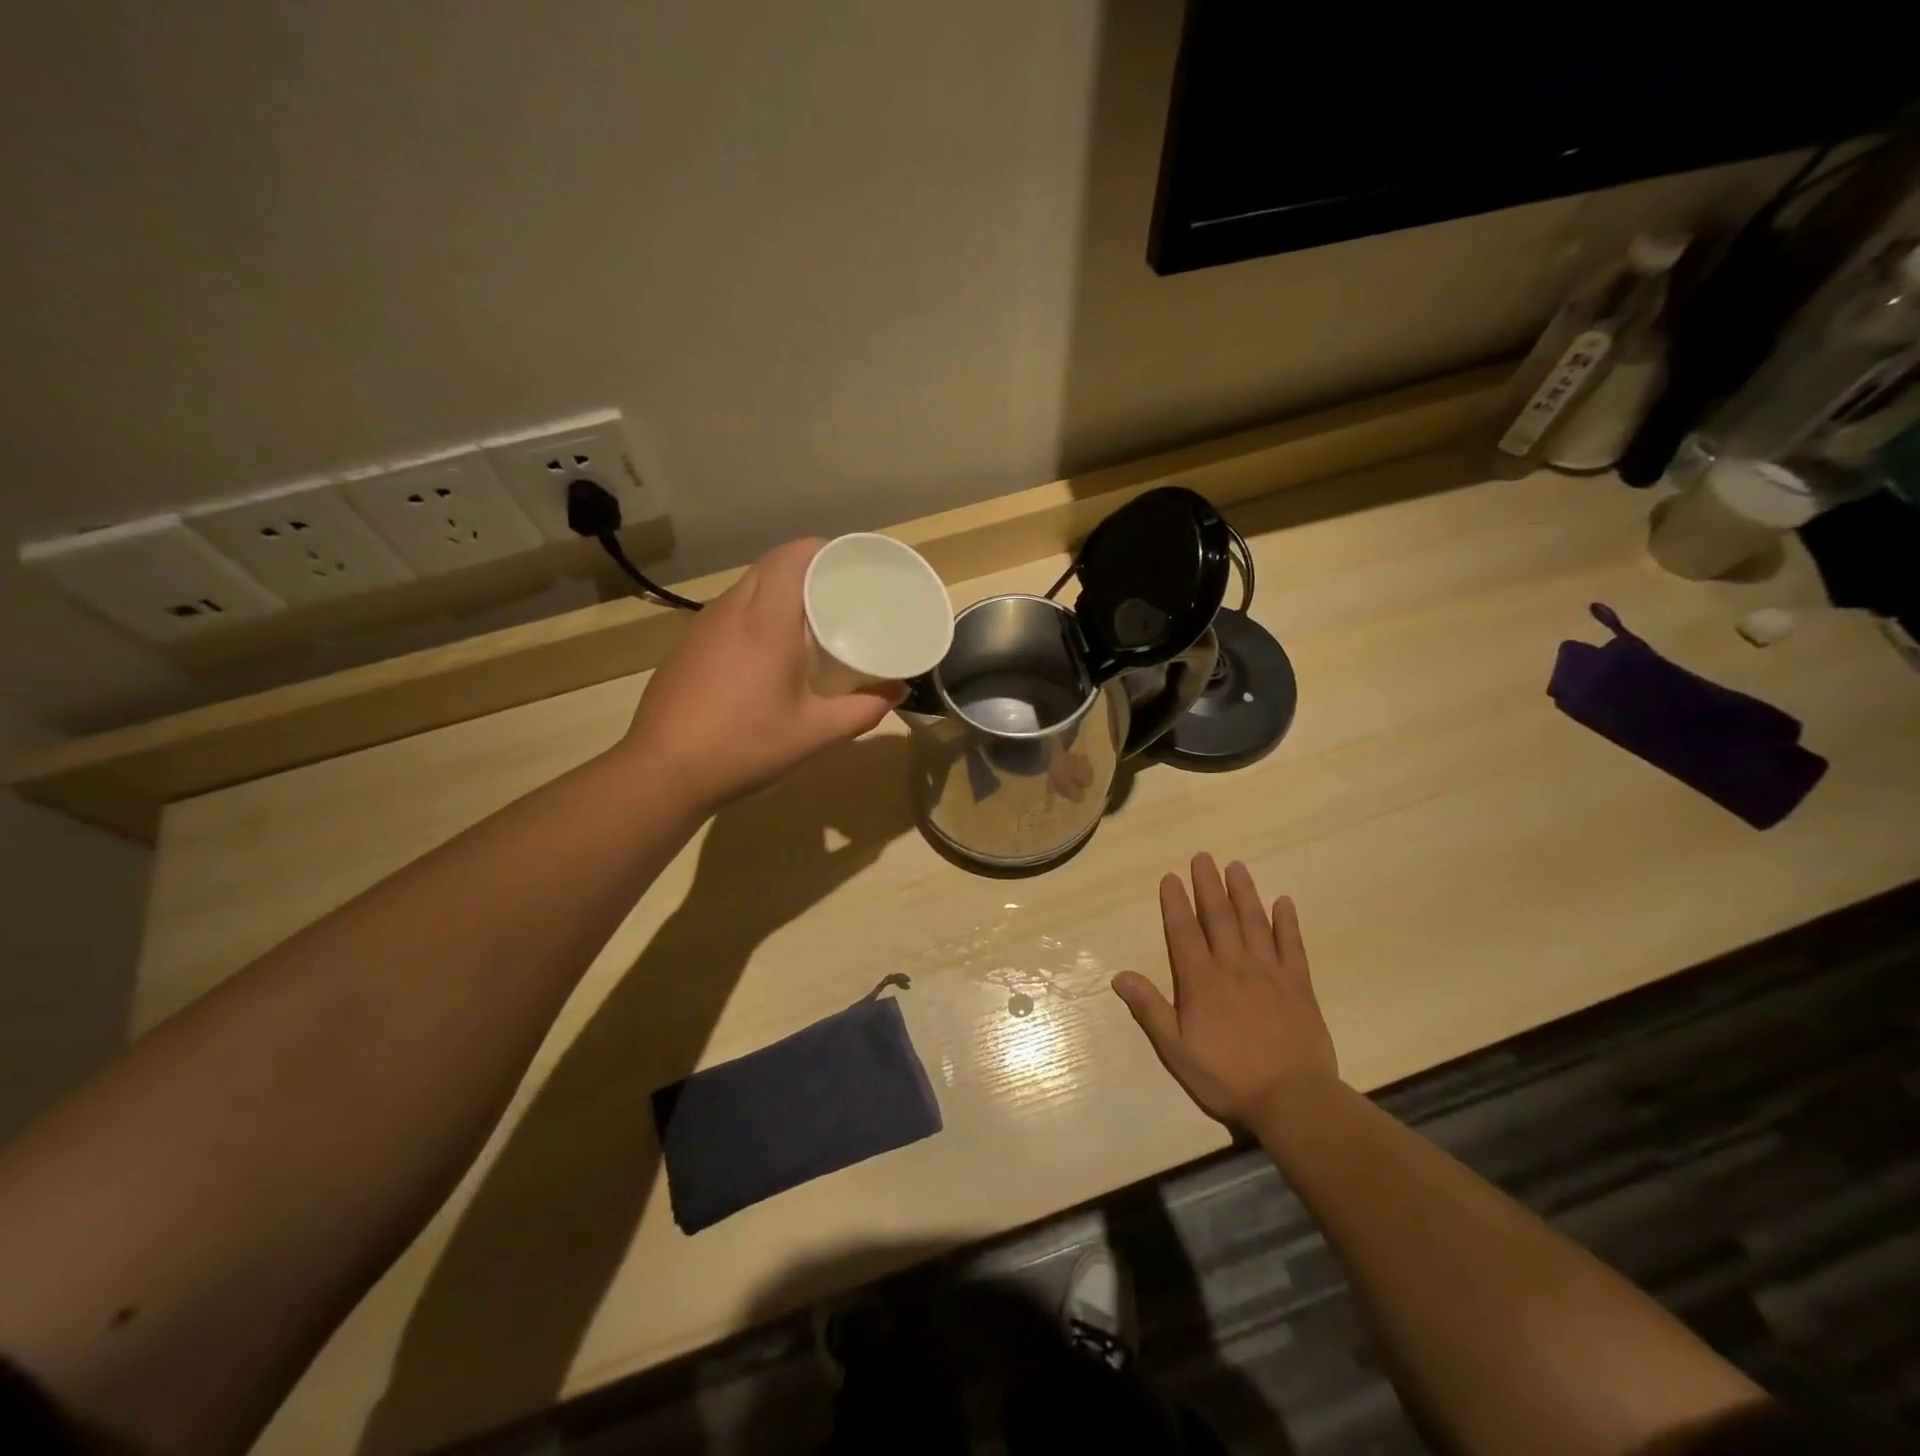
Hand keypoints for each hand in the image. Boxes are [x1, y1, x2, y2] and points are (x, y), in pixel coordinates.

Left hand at [621, 539, 904, 810]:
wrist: (664, 772)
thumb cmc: (746, 746)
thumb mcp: (815, 733)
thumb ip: (863, 710)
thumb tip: (897, 692)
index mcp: (766, 621)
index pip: (793, 556)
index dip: (824, 550)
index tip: (852, 565)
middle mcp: (732, 610)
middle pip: (772, 566)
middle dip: (808, 569)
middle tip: (840, 594)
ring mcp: (703, 626)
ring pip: (748, 586)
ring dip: (780, 591)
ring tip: (810, 620)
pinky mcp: (688, 646)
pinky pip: (730, 611)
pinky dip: (756, 613)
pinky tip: (768, 650)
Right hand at [1112, 854, 1338, 1122]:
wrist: (1292, 1099)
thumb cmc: (1227, 1077)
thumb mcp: (1176, 1050)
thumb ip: (1150, 1010)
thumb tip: (1119, 976)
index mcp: (1201, 981)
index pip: (1184, 932)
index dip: (1175, 903)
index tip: (1171, 877)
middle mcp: (1233, 966)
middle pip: (1219, 917)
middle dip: (1208, 885)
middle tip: (1203, 857)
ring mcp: (1270, 973)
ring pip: (1254, 923)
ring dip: (1244, 893)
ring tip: (1236, 867)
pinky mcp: (1299, 985)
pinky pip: (1292, 946)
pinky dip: (1287, 923)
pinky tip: (1284, 902)